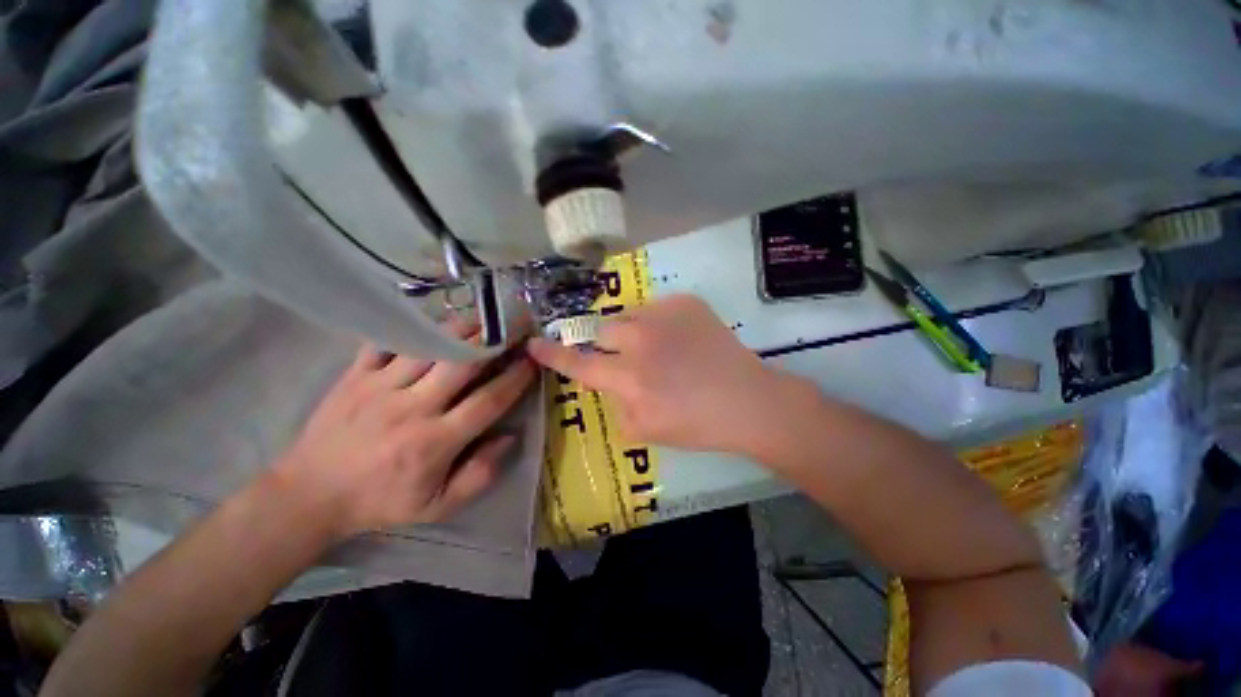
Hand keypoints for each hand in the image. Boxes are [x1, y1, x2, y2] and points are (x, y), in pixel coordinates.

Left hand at [272, 335, 536, 539]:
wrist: (308, 495)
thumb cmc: (380, 502)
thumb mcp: (437, 507)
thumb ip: (479, 475)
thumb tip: (509, 438)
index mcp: (434, 442)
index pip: (488, 401)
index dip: (516, 378)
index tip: (533, 361)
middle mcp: (411, 408)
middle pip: (462, 363)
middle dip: (496, 341)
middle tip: (516, 326)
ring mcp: (379, 387)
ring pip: (430, 345)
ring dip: (463, 329)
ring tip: (485, 319)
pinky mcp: (354, 375)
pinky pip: (386, 341)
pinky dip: (412, 327)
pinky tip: (433, 321)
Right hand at [527, 295, 804, 455]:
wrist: (747, 400)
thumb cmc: (697, 425)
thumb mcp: (646, 430)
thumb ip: (617, 405)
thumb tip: (610, 384)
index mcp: (629, 380)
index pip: (579, 364)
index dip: (553, 355)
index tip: (532, 343)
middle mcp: (640, 342)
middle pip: (602, 331)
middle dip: (608, 345)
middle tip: (630, 359)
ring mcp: (664, 316)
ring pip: (628, 317)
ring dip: (634, 333)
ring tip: (662, 349)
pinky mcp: (685, 302)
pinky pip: (657, 309)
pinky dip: (661, 324)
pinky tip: (683, 341)